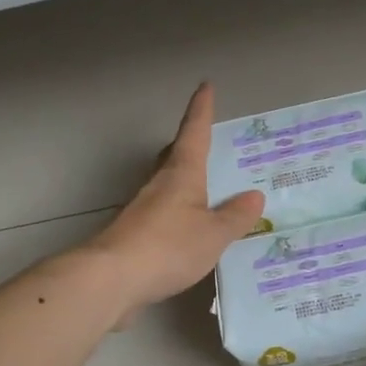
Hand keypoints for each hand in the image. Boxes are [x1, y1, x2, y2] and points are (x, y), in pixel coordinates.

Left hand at [84, 83, 265, 314]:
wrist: (111, 279)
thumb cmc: (167, 247)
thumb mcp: (213, 234)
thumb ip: (235, 216)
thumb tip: (254, 196)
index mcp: (181, 174)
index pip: (194, 132)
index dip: (201, 109)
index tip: (205, 86)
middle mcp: (159, 185)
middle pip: (174, 156)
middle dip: (189, 145)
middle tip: (208, 143)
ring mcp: (142, 209)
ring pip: (166, 185)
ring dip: (184, 181)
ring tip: (207, 189)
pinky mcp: (134, 235)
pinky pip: (162, 213)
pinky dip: (178, 213)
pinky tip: (189, 229)